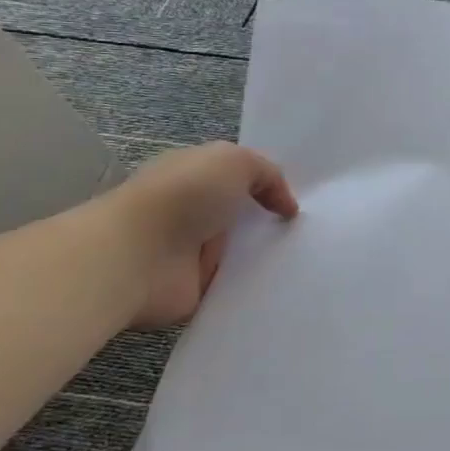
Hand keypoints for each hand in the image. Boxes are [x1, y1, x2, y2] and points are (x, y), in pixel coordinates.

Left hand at [104, 143, 298, 328]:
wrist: (135, 257)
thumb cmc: (183, 197)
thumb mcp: (234, 161)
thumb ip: (267, 174)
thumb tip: (285, 207)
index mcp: (194, 177)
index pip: (238, 179)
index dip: (269, 186)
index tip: (304, 200)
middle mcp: (192, 213)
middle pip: (244, 217)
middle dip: (275, 223)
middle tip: (313, 232)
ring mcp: (192, 253)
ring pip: (243, 253)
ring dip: (270, 256)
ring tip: (310, 259)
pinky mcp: (196, 289)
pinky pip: (236, 287)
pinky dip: (257, 287)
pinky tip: (287, 285)